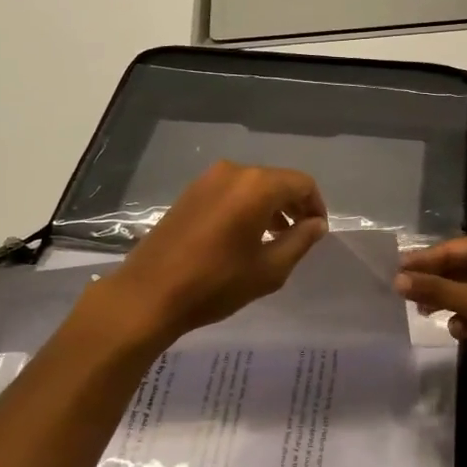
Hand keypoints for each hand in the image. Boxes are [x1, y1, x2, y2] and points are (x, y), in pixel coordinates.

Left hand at [97, 161, 326, 342]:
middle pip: (277, 180)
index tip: (317, 232)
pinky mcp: (191, 192)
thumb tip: (317, 224)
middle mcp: (234, 172)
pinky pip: (231, 191)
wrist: (149, 294)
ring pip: (253, 185)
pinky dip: (247, 206)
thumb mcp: (269, 269)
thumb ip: (300, 241)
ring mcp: (208, 179)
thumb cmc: (216, 283)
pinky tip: (244, 235)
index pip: (302, 183)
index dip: (316, 206)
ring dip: (270, 206)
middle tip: (300, 235)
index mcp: (257, 186)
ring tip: (275, 238)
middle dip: (293, 205)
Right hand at [395, 234, 466, 396]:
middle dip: (433, 282)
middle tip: (401, 295)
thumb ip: (438, 289)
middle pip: (456, 270)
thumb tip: (397, 279)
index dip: (423, 261)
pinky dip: (464, 321)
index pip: (452, 249)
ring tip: (422, 312)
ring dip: (446, 302)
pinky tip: (456, 330)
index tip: (393, 272)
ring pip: (464, 293)